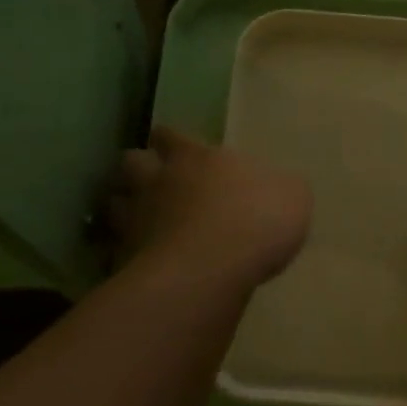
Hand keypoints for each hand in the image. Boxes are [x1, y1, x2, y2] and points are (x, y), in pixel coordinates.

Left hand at [106, 126, 311, 287]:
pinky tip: (140, 262)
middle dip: (138, 168)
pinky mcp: (125, 258)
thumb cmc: (257, 220)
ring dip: (125, 208)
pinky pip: (116, 248)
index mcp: (196, 156)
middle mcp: (158, 180)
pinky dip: (124, 252)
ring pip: (114, 202)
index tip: (174, 147)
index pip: (170, 135)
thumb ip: (276, 187)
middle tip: (153, 182)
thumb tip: (273, 188)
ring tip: (139, 221)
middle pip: (131, 161)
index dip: (170, 141)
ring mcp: (136, 219)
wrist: (211, 270)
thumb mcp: (292, 195)